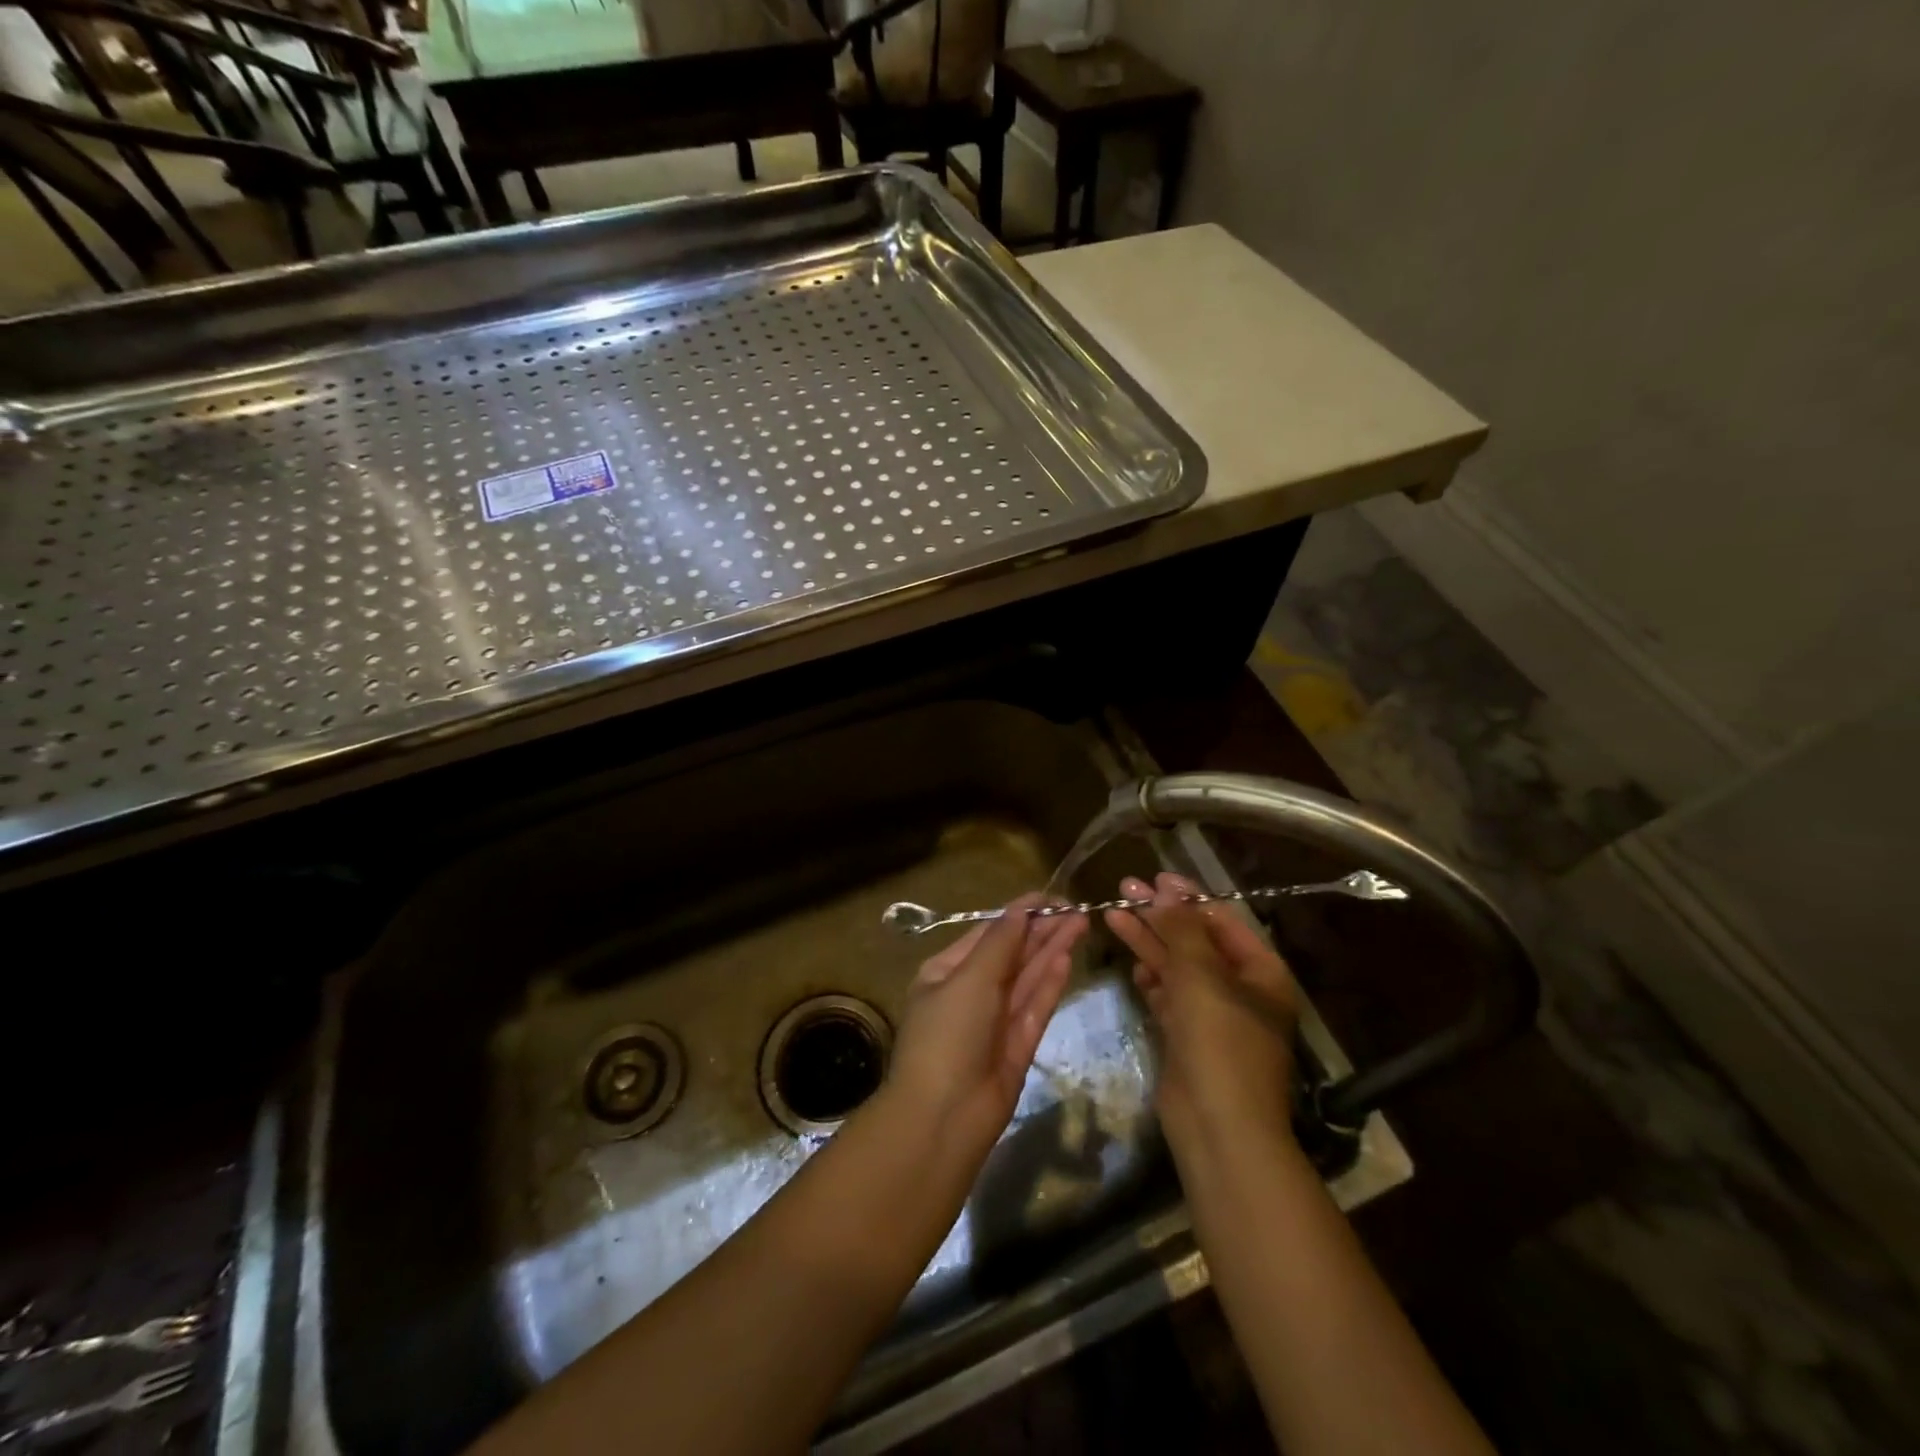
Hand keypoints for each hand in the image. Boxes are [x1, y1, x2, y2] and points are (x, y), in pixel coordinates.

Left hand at [884, 894, 1087, 1158]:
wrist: (943, 1118)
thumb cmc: (947, 1036)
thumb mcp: (968, 980)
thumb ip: (999, 944)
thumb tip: (1019, 910)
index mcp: (946, 972)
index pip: (987, 934)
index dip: (1018, 914)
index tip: (1051, 897)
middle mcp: (970, 992)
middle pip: (1011, 954)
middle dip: (1041, 931)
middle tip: (1076, 909)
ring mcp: (995, 1021)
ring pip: (1027, 978)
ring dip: (1051, 951)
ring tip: (1080, 923)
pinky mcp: (1017, 1046)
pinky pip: (1035, 1007)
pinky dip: (1050, 983)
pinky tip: (1067, 959)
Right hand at [1105, 873, 1299, 1157]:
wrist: (1218, 1126)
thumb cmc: (1219, 1041)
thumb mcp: (1200, 975)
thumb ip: (1181, 928)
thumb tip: (1167, 888)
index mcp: (1260, 972)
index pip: (1222, 921)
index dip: (1188, 897)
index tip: (1154, 877)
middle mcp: (1240, 990)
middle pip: (1195, 941)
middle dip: (1160, 916)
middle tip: (1123, 890)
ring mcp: (1214, 1016)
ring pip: (1177, 968)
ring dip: (1148, 943)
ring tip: (1112, 915)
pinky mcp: (1189, 1038)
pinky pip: (1169, 998)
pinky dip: (1152, 980)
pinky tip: (1132, 964)